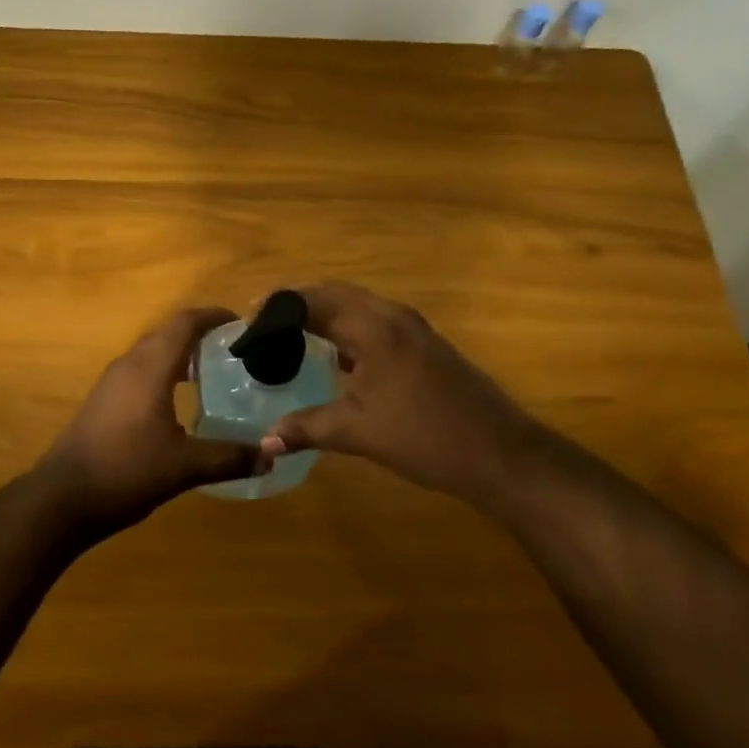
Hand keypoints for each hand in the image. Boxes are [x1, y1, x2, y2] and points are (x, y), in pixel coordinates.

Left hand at [36, 306, 265, 534]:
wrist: (62, 498)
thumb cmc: (126, 471)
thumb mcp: (184, 466)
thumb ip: (229, 457)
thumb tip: (271, 456)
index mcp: (150, 367)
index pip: (184, 322)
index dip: (213, 316)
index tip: (240, 322)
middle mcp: (129, 364)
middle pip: (168, 333)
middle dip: (200, 334)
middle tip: (234, 349)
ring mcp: (111, 382)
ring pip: (151, 352)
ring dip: (180, 353)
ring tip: (213, 372)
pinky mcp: (102, 400)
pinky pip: (139, 371)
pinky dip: (164, 372)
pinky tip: (179, 401)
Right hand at [264, 282, 558, 502]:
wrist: (501, 454)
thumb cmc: (425, 436)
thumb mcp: (358, 432)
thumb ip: (306, 428)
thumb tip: (264, 442)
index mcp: (372, 326)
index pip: (311, 300)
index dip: (276, 309)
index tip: (247, 327)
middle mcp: (391, 315)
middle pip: (334, 293)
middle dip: (297, 304)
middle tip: (264, 327)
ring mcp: (412, 328)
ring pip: (357, 306)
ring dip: (323, 314)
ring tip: (291, 337)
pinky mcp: (424, 345)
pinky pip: (374, 322)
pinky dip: (346, 329)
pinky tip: (335, 357)